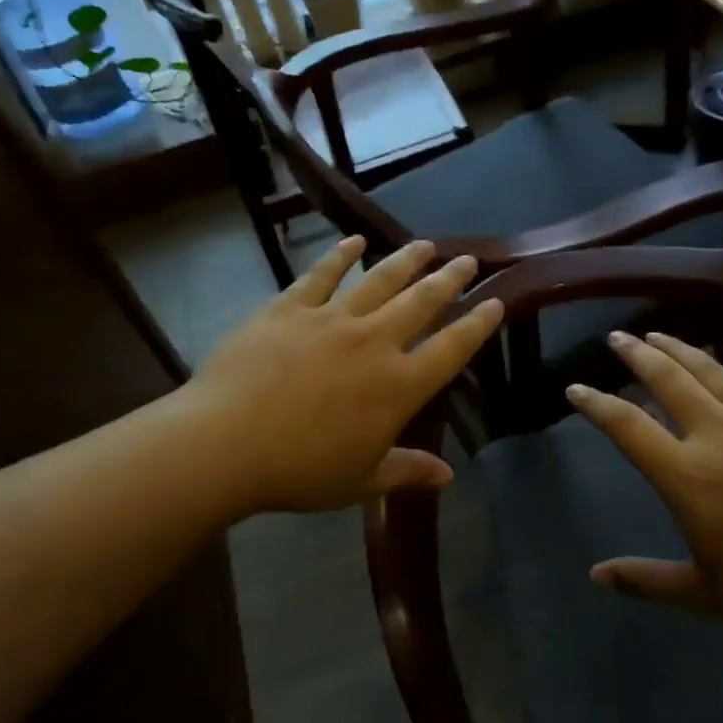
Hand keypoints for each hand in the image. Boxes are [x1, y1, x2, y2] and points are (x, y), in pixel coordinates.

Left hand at [182, 237, 502, 515]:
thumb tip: (449, 475)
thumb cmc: (300, 470)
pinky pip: (321, 275)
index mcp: (398, 386)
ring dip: (405, 260)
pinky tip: (354, 241)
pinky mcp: (290, 308)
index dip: (478, 325)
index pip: (451, 349)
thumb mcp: (360, 480)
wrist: (226, 443)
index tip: (495, 302)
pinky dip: (340, 256)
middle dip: (449, 279)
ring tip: (425, 244)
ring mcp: (331, 319)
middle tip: (468, 260)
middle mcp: (374, 343)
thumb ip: (407, 471)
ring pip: (379, 280)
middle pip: (422, 302)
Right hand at [566, 332, 722, 627]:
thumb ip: (646, 581)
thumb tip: (594, 576)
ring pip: (710, 370)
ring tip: (657, 332)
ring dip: (680, 347)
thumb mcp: (705, 595)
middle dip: (636, 355)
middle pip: (667, 380)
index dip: (595, 404)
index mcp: (686, 475)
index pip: (626, 427)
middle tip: (615, 337)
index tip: (574, 388)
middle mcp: (715, 434)